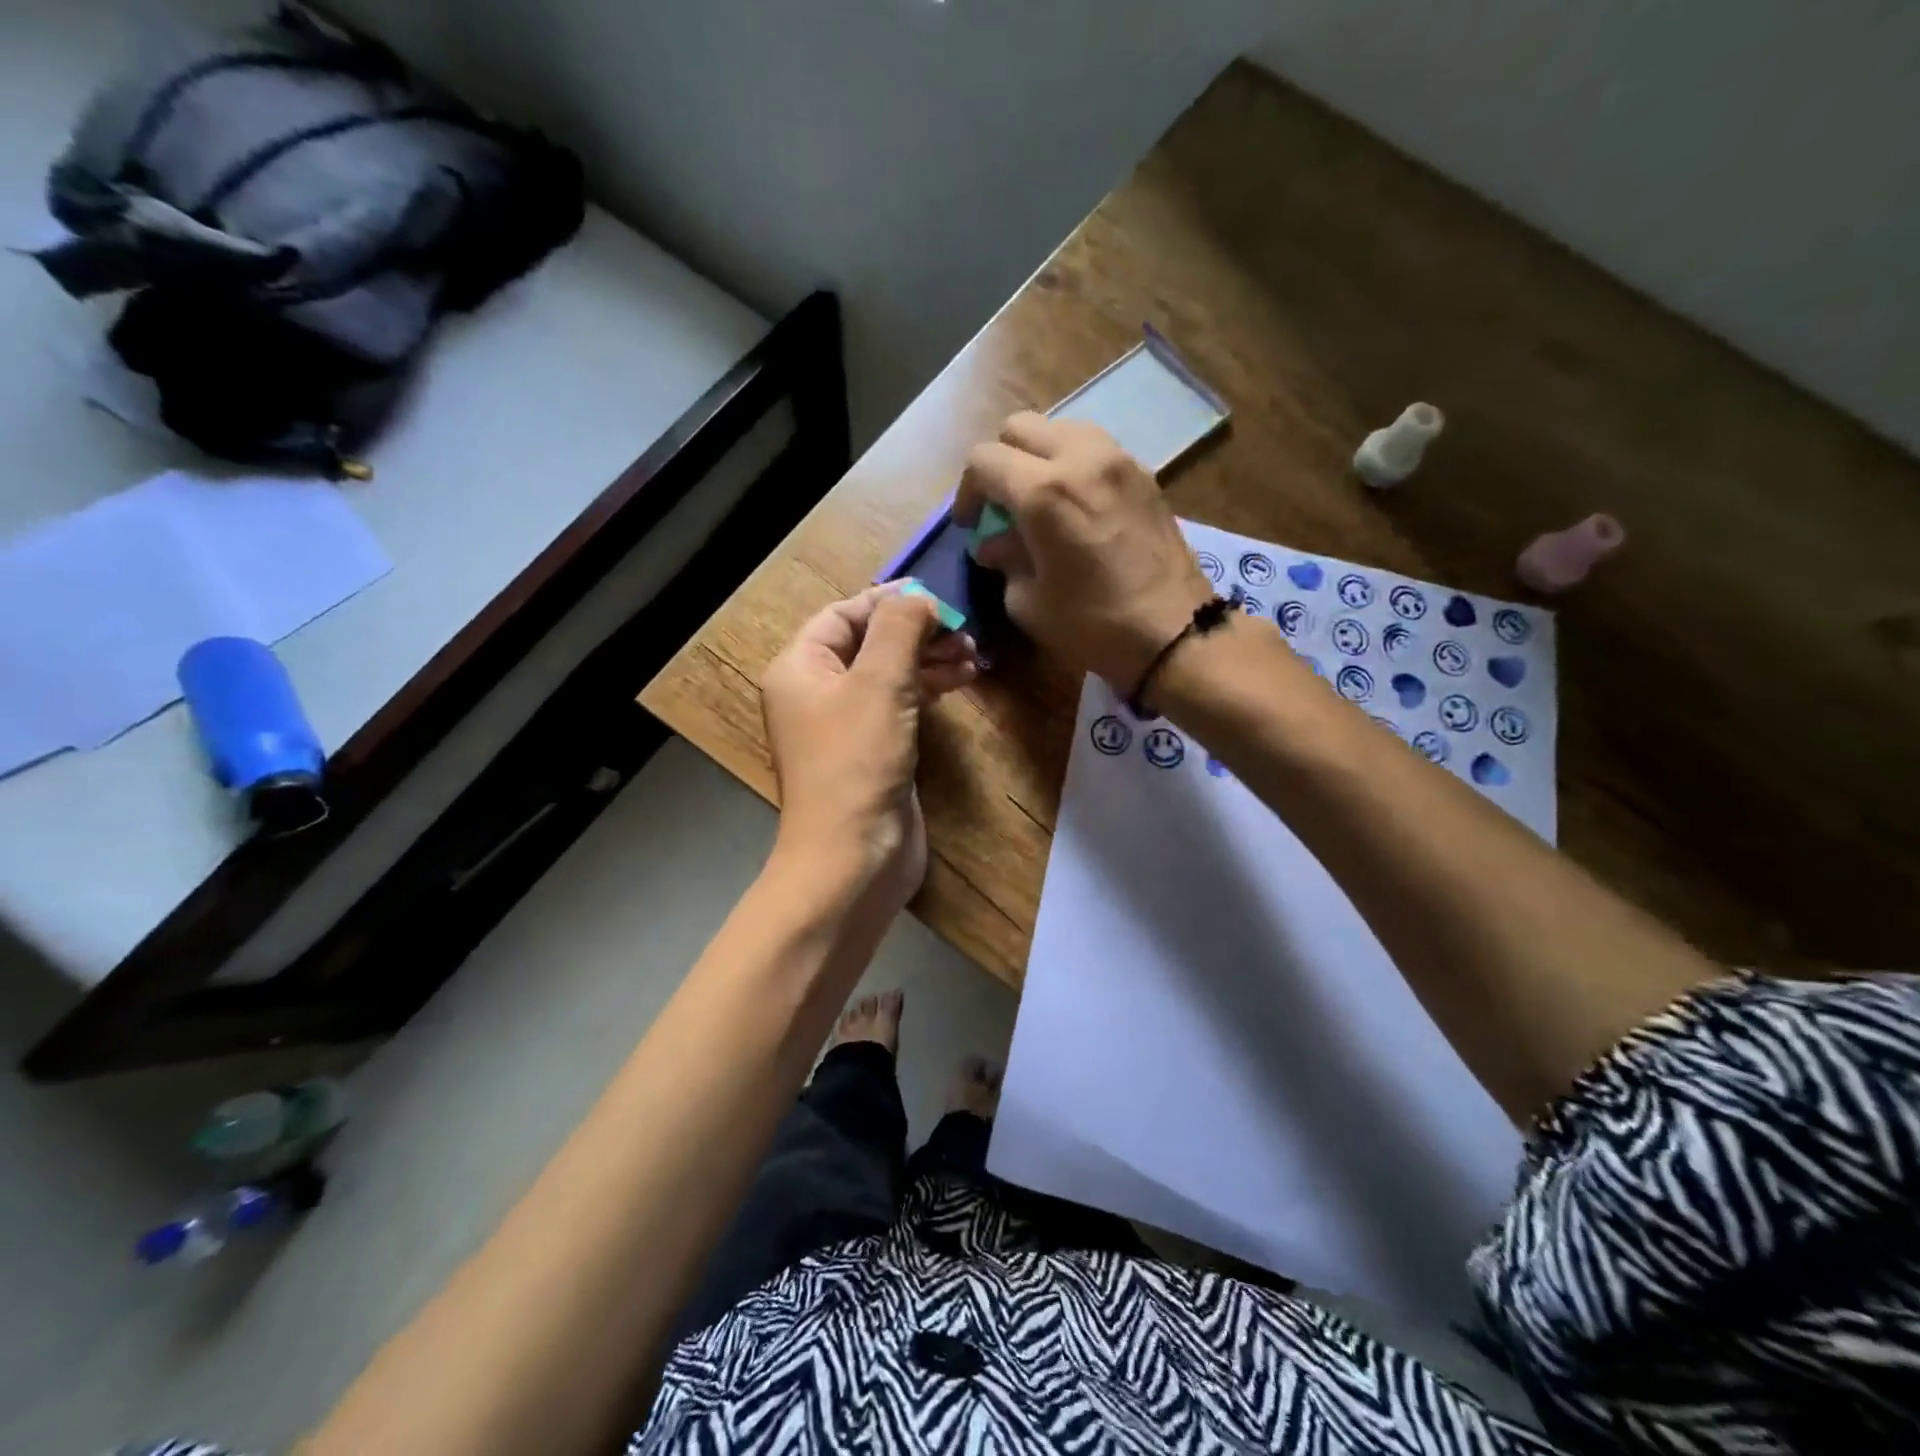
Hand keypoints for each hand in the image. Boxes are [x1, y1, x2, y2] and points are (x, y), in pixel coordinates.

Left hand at [760, 585, 977, 917]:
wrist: (853, 858)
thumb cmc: (857, 762)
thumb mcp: (878, 682)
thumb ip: (899, 629)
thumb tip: (918, 597)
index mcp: (800, 668)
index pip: (842, 614)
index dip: (889, 602)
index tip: (938, 599)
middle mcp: (816, 692)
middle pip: (868, 643)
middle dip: (916, 633)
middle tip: (965, 631)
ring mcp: (844, 726)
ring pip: (888, 675)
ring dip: (928, 660)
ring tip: (973, 657)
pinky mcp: (872, 752)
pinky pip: (898, 706)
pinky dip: (927, 690)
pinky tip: (960, 682)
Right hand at [956, 412, 1213, 690]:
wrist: (1175, 633)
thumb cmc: (1094, 625)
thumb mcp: (1030, 603)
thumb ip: (1005, 561)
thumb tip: (994, 544)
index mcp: (1043, 492)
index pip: (983, 460)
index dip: (967, 491)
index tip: (971, 525)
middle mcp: (1080, 458)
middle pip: (1019, 427)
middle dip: (1000, 463)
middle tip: (1001, 506)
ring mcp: (1117, 459)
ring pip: (1060, 428)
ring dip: (1038, 457)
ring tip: (1039, 499)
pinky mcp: (1143, 472)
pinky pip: (1094, 447)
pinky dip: (1073, 464)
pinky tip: (1076, 504)